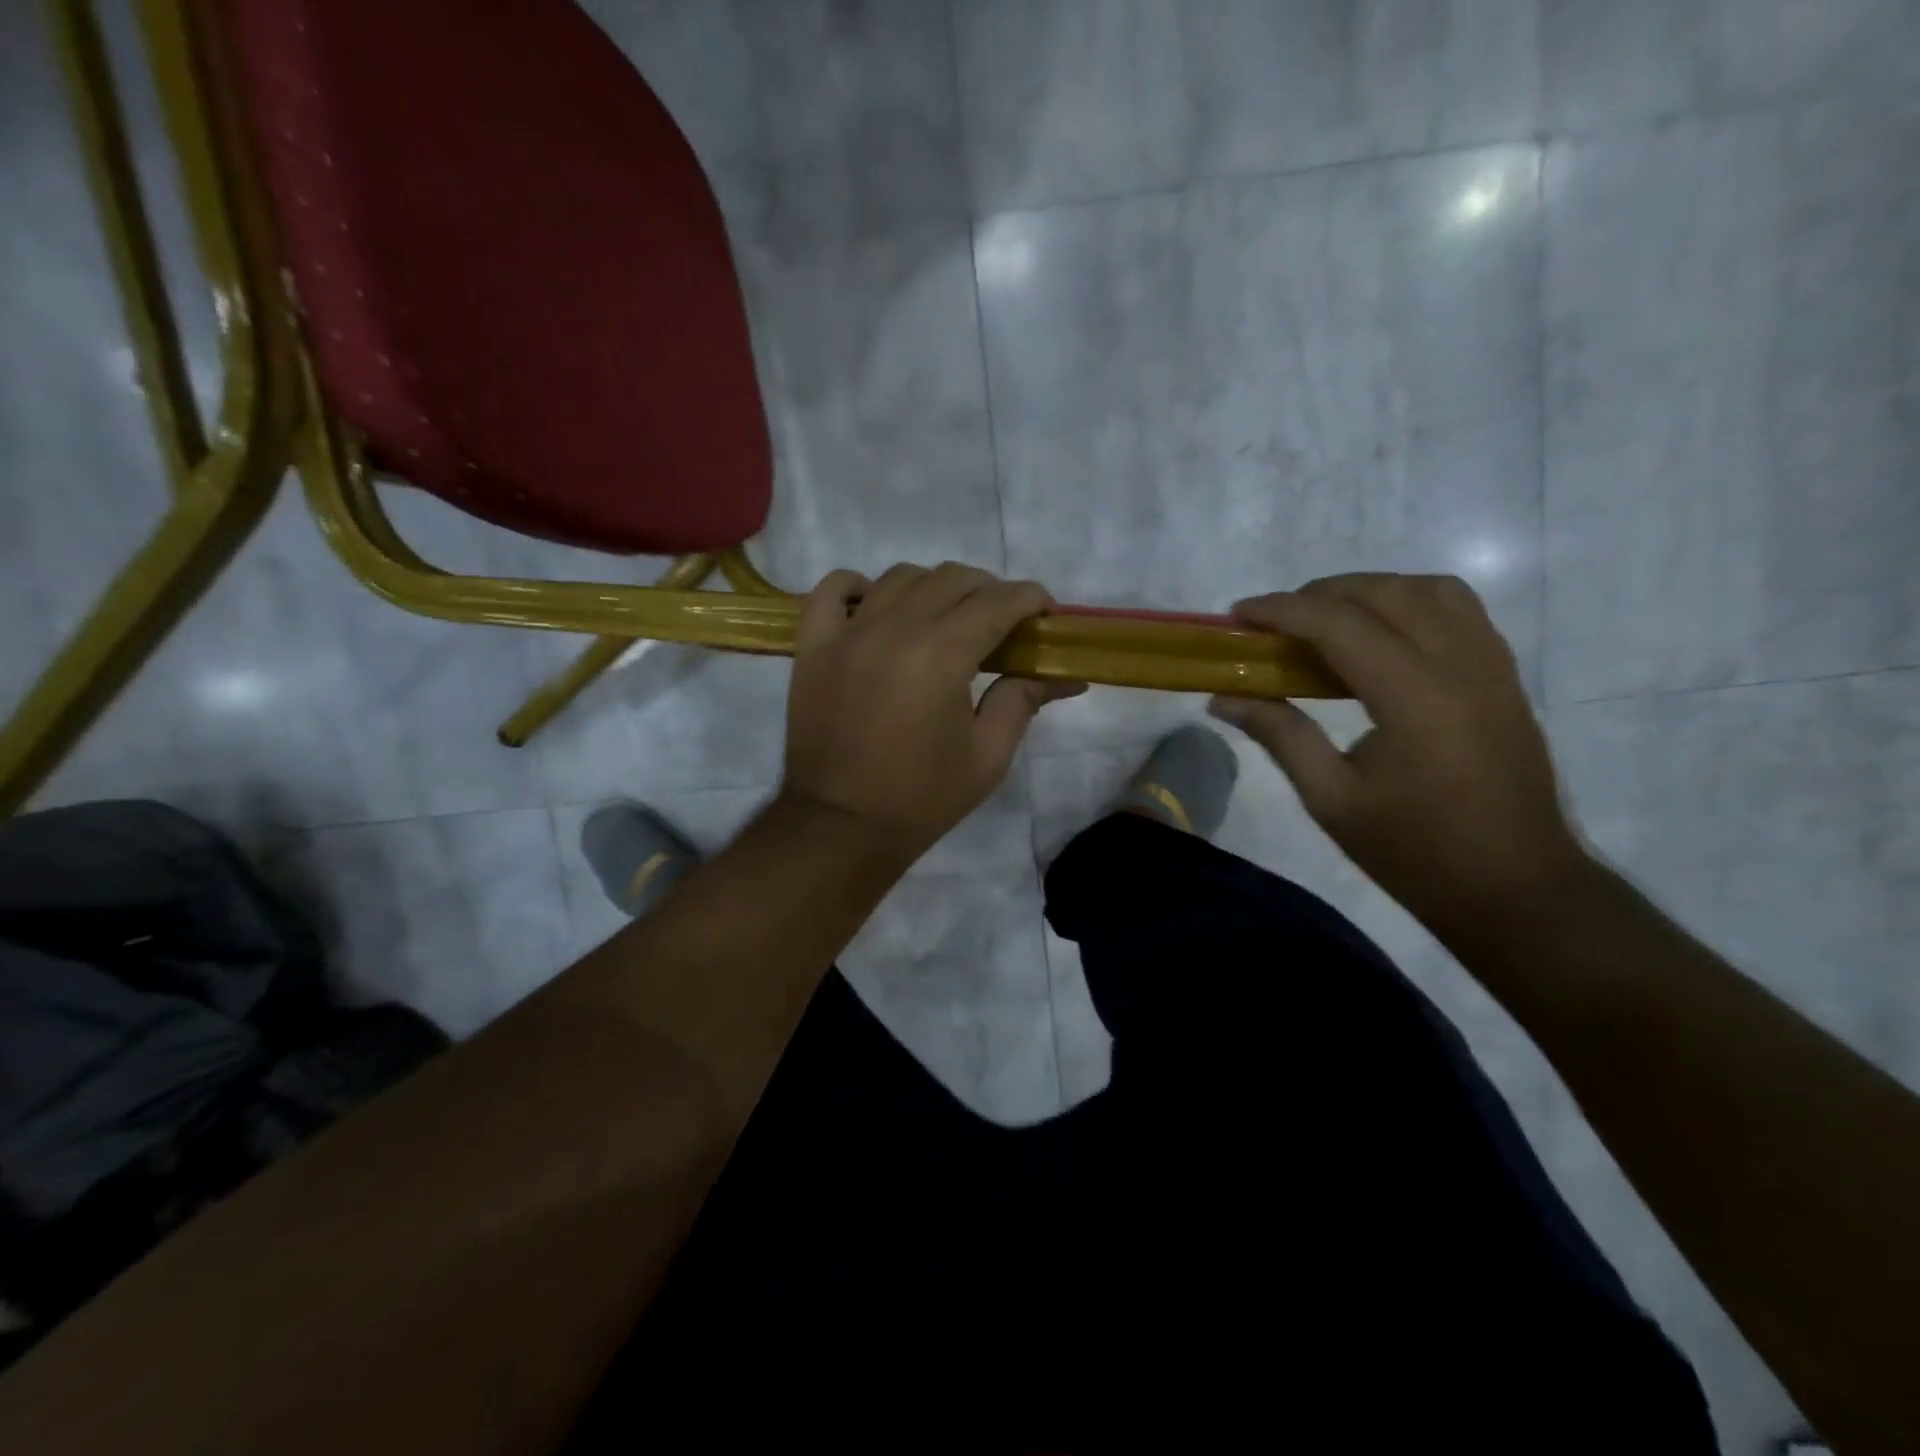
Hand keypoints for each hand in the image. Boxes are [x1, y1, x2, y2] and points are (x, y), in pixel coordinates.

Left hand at [781, 563, 1083, 861]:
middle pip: (951, 578)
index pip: (997, 601)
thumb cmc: (921, 799)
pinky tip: (876, 606)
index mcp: (941, 655)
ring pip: (899, 577)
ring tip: (945, 619)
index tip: (1045, 614)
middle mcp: (893, 629)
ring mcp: (847, 633)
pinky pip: (831, 590)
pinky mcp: (813, 647)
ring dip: (934, 587)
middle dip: (989, 590)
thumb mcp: (987, 756)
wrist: (841, 827)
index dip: (1031, 598)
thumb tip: (1064, 674)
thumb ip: (1023, 700)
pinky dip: (858, 586)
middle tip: (1002, 624)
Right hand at [1210, 574, 1588, 934]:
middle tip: (1273, 623)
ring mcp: (1491, 666)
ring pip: (1428, 590)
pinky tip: (1380, 638)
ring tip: (1326, 622)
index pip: (1338, 624)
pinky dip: (1410, 604)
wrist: (1517, 888)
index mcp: (1414, 697)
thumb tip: (1223, 699)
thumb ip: (1280, 735)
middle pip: (1384, 592)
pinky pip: (1459, 610)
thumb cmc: (1415, 851)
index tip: (1238, 614)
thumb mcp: (1332, 799)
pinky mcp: (1505, 677)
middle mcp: (1459, 665)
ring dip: (1369, 591)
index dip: (1281, 610)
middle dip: (1319, 594)